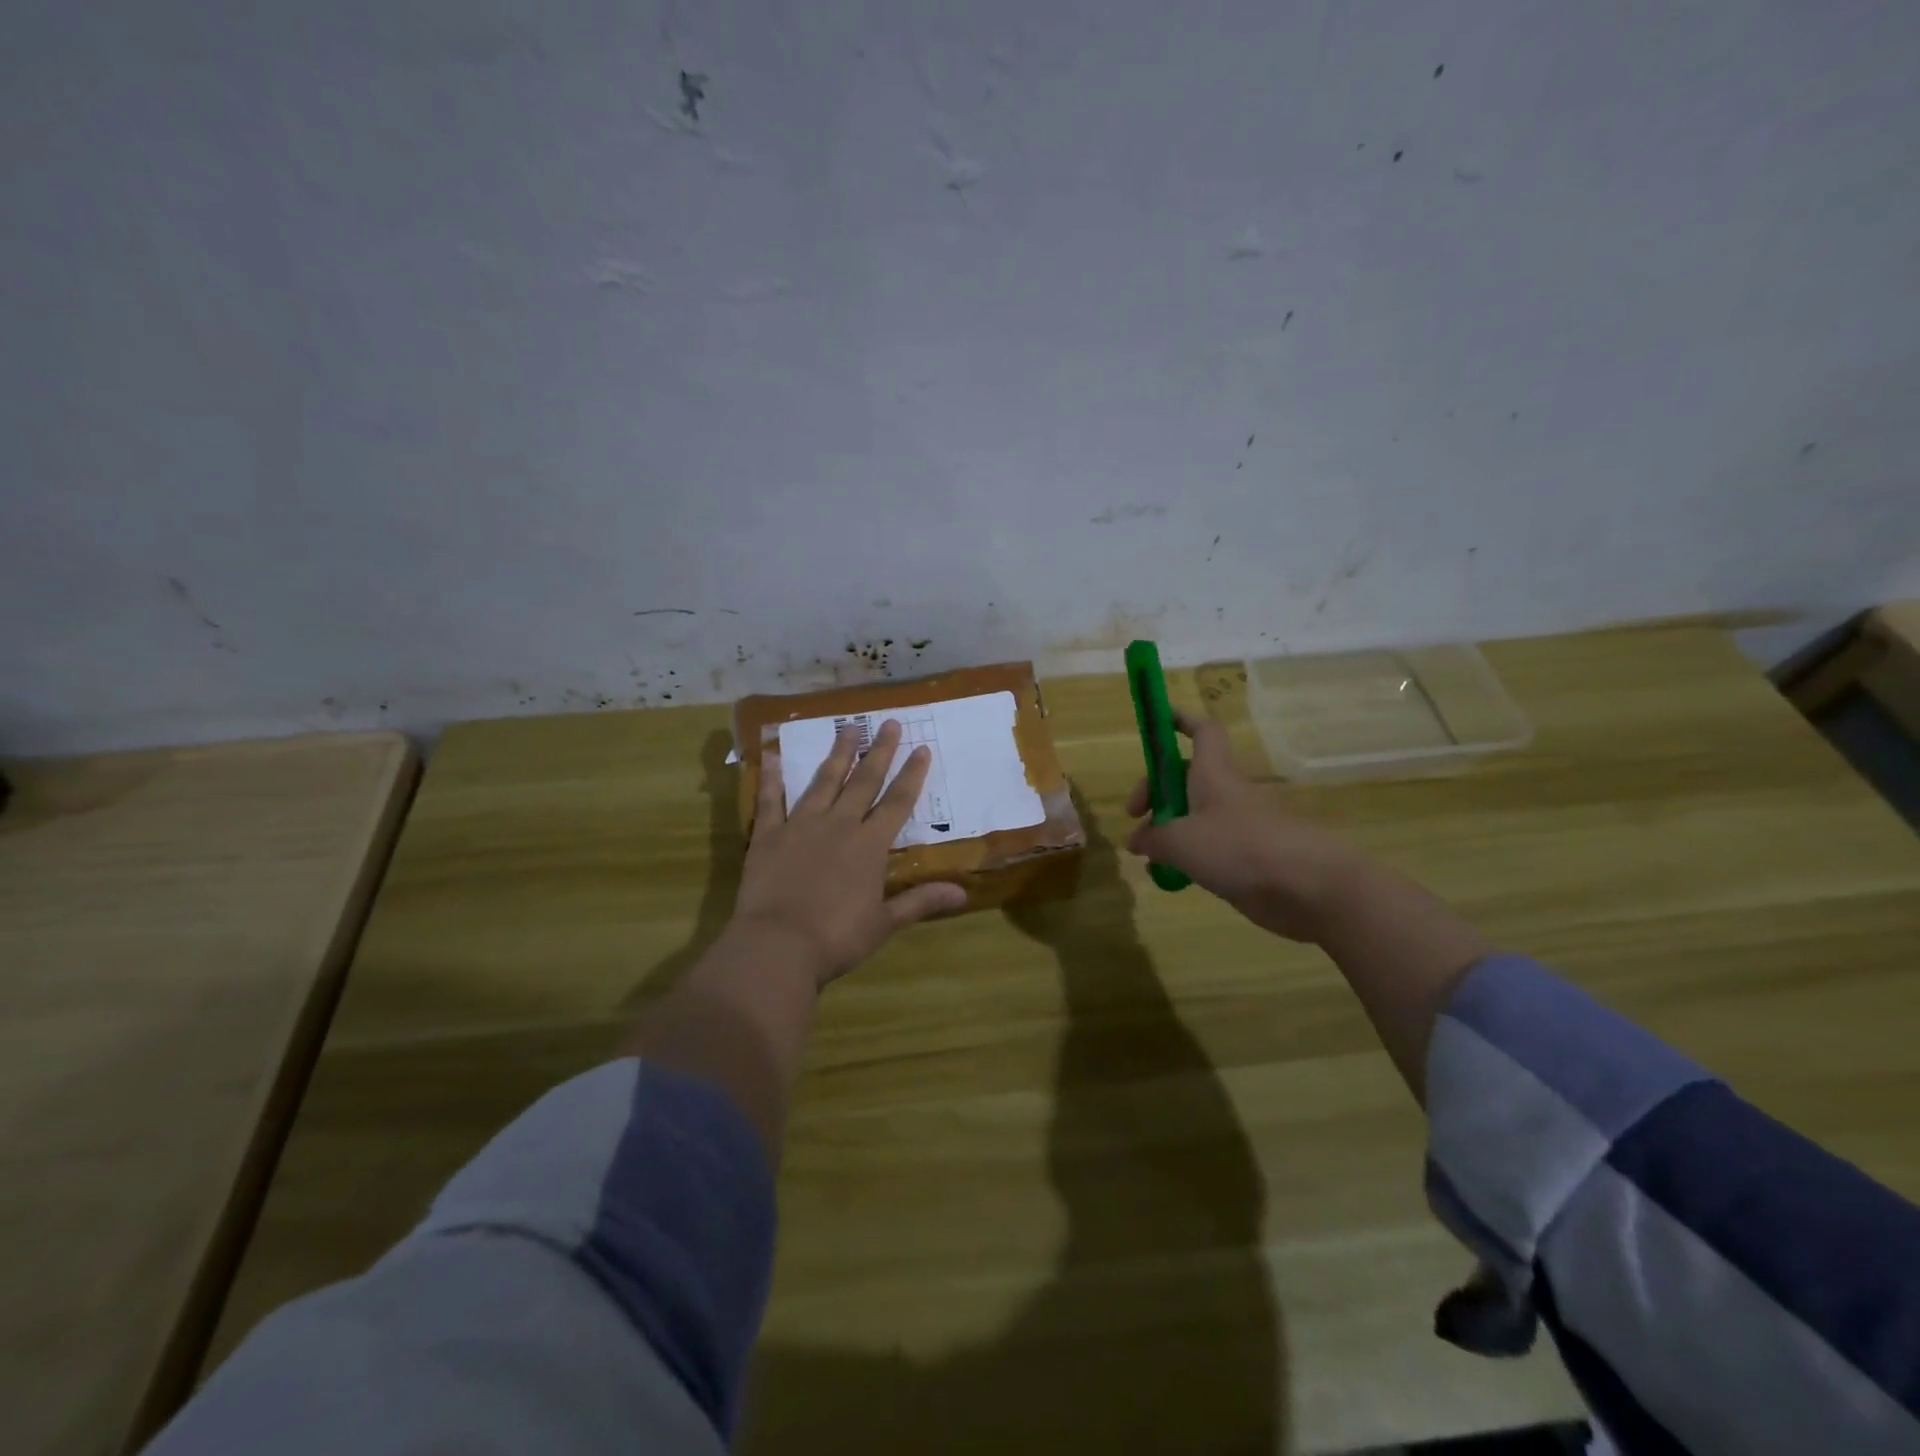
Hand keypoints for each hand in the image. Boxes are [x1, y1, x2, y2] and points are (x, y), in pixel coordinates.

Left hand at [733, 720, 966, 985]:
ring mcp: (801, 826)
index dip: (912, 775)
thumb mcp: (884, 923)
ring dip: (837, 754)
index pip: (897, 802)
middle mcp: (838, 825)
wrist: (778, 945)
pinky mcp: (768, 836)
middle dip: (879, 752)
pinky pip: (770, 800)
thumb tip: (963, 893)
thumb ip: (920, 901)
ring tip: (847, 727)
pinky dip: (772, 778)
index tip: (922, 748)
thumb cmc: (836, 938)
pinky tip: (773, 755)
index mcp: (869, 846)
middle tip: (888, 722)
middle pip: (863, 782)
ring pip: (823, 782)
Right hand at [1124, 710, 1363, 941]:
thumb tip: (1137, 840)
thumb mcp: (1181, 841)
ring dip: (1167, 830)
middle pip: (1185, 777)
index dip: (1181, 720)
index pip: (1201, 731)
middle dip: (1155, 792)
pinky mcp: (1247, 857)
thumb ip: (1153, 838)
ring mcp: (1238, 826)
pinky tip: (1171, 879)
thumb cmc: (1239, 847)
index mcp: (1213, 774)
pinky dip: (1186, 857)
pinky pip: (1208, 848)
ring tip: (1148, 856)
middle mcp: (1225, 793)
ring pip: (1194, 816)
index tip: (1158, 721)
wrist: (1308, 886)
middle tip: (1134, 818)